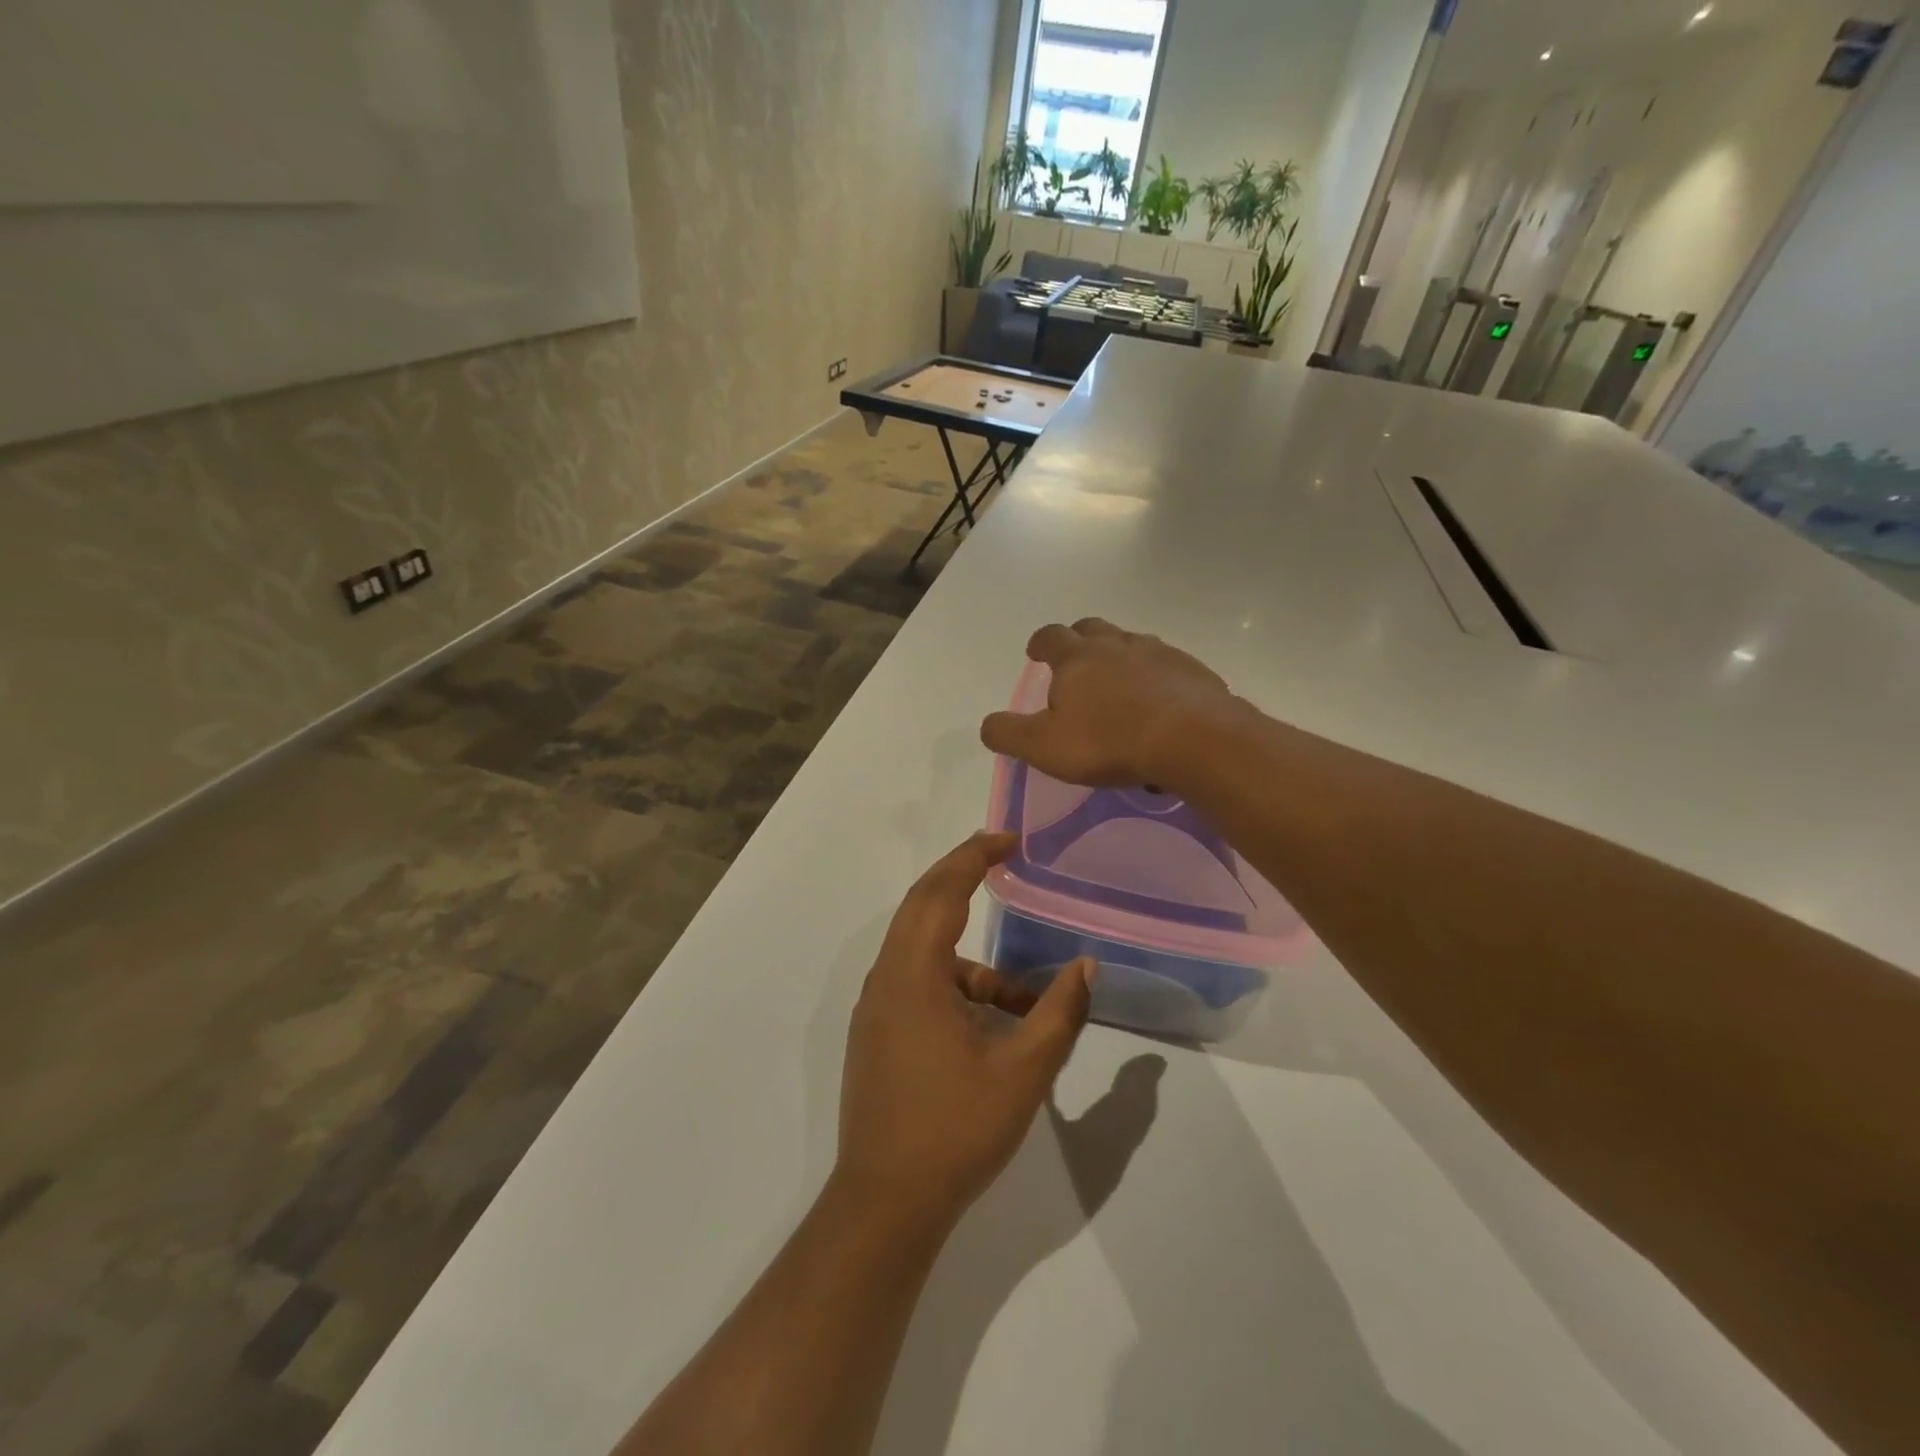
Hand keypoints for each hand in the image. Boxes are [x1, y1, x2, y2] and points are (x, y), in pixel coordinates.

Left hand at [836, 832, 1094, 1231]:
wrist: (886, 1203)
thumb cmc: (955, 1130)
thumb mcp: (1023, 1071)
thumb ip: (1059, 1013)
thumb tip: (1086, 966)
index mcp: (913, 974)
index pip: (941, 891)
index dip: (974, 856)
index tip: (1011, 838)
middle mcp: (887, 978)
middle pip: (922, 905)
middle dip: (963, 876)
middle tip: (1006, 859)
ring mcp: (876, 1007)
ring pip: (923, 950)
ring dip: (972, 956)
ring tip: (1025, 998)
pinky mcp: (877, 1032)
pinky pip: (917, 983)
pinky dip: (957, 985)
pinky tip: (993, 1026)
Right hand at [979, 618, 1239, 789]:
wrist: (1192, 739)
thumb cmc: (1108, 741)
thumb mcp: (1044, 746)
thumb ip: (1008, 734)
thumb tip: (988, 725)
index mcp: (1077, 658)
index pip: (1050, 637)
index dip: (1040, 644)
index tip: (1036, 653)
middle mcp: (1117, 645)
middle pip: (1092, 629)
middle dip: (1079, 640)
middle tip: (1075, 661)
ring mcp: (1159, 653)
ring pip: (1132, 644)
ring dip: (1120, 657)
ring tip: (1119, 685)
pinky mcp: (1192, 671)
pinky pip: (1167, 667)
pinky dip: (1156, 678)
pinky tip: (1159, 704)